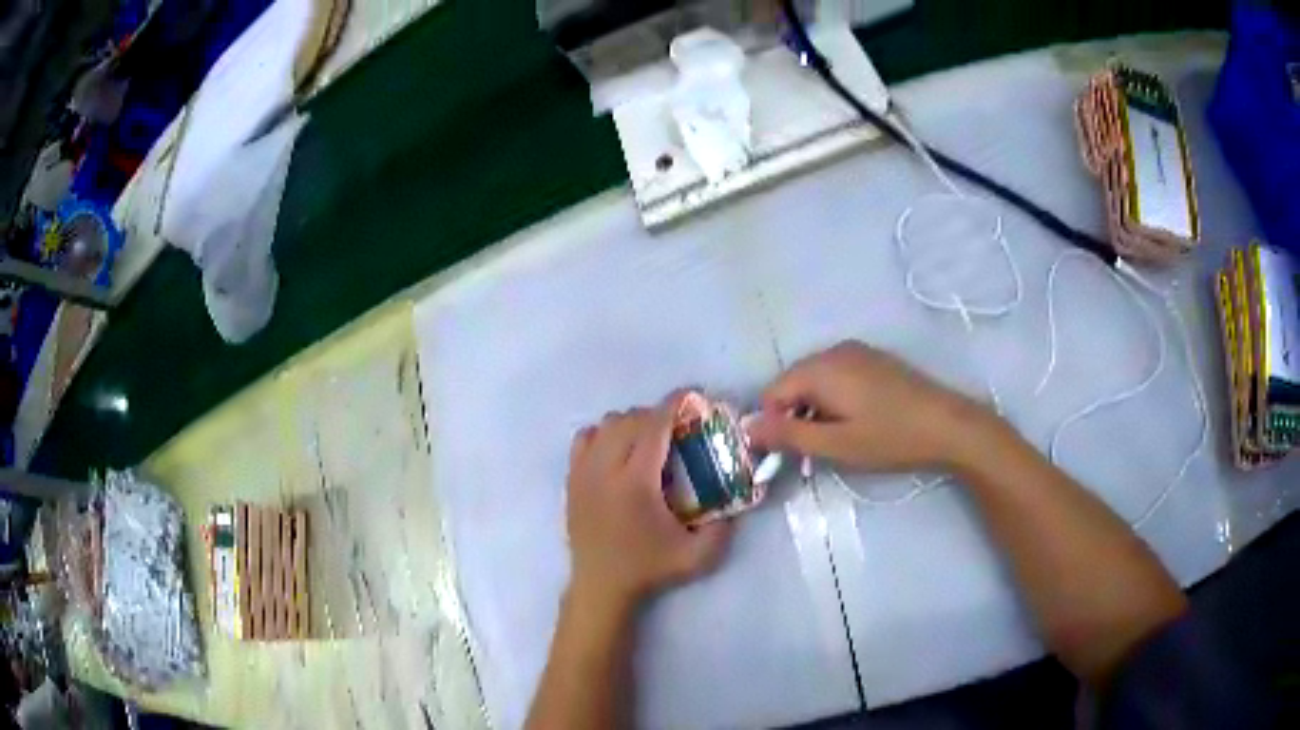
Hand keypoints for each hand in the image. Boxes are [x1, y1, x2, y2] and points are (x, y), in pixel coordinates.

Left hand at [566, 394, 733, 613]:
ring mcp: (582, 473)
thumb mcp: (698, 556)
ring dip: (630, 424)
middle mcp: (604, 470)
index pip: (653, 426)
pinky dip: (603, 434)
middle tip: (677, 428)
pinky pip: (583, 438)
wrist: (601, 587)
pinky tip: (617, 451)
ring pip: (605, 424)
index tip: (693, 395)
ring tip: (647, 440)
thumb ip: (725, 527)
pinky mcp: (571, 480)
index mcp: (635, 483)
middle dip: (656, 414)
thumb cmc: (649, 569)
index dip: (674, 404)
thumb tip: (741, 495)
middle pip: (629, 419)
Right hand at [746, 341, 994, 472]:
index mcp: (820, 368)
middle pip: (793, 384)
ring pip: (815, 381)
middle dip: (793, 418)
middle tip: (813, 453)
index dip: (772, 425)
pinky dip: (833, 401)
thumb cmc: (889, 438)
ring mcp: (857, 352)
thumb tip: (746, 428)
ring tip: (835, 442)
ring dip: (814, 411)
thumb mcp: (835, 445)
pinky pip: (836, 377)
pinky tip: (854, 423)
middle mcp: (834, 351)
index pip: (772, 392)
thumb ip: (788, 436)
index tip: (788, 455)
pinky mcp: (873, 360)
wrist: (948, 425)